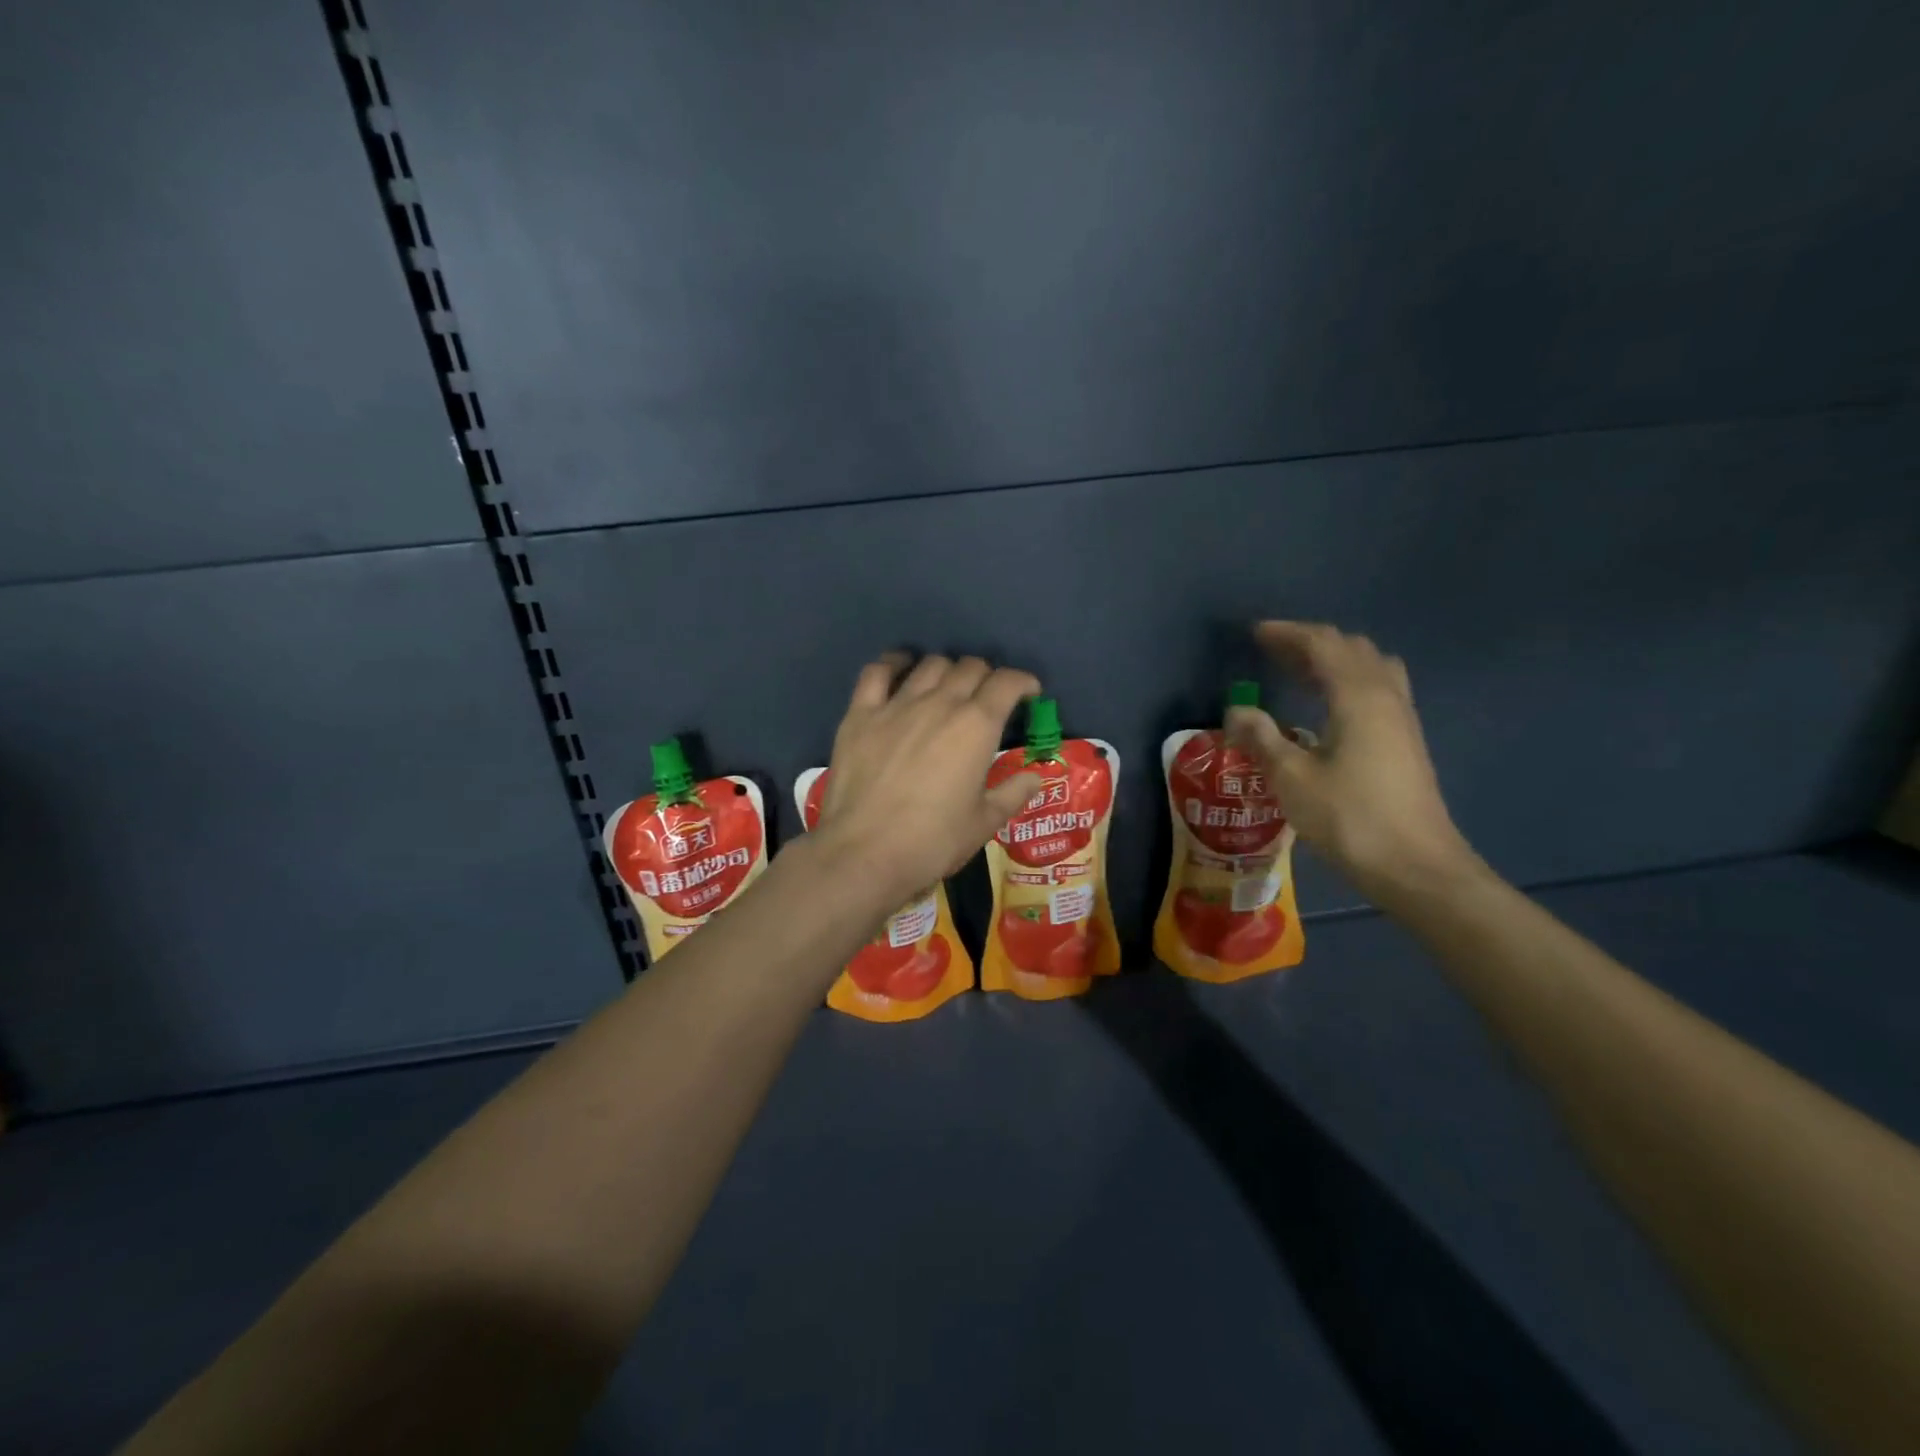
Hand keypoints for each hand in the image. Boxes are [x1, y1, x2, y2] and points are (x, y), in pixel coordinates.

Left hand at [813, 653, 1043, 907]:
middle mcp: (940, 703)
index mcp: (976, 726)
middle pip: (970, 667)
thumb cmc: (933, 842)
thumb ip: (1013, 793)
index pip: (1007, 682)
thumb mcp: (984, 823)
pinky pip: (877, 671)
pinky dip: (894, 664)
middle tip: (987, 699)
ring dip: (947, 670)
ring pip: (930, 665)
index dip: (1023, 682)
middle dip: (987, 677)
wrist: (865, 853)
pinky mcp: (860, 714)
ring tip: (947, 688)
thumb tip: (1034, 777)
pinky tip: (901, 670)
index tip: (1028, 694)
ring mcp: (897, 705)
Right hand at [1227, 621, 1476, 899]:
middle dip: (1311, 643)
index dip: (1288, 634)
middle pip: (1351, 649)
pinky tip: (1327, 709)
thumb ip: (1262, 738)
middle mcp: (1386, 697)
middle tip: (1273, 652)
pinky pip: (1377, 691)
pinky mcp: (1406, 742)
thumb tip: (1235, 709)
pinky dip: (1347, 683)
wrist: (1417, 867)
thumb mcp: (1292, 779)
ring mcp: (1402, 720)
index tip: (1255, 634)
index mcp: (1359, 697)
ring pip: (1370, 668)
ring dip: (1334, 661)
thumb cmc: (1350, 818)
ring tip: (1300, 673)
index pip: (1323, 644)